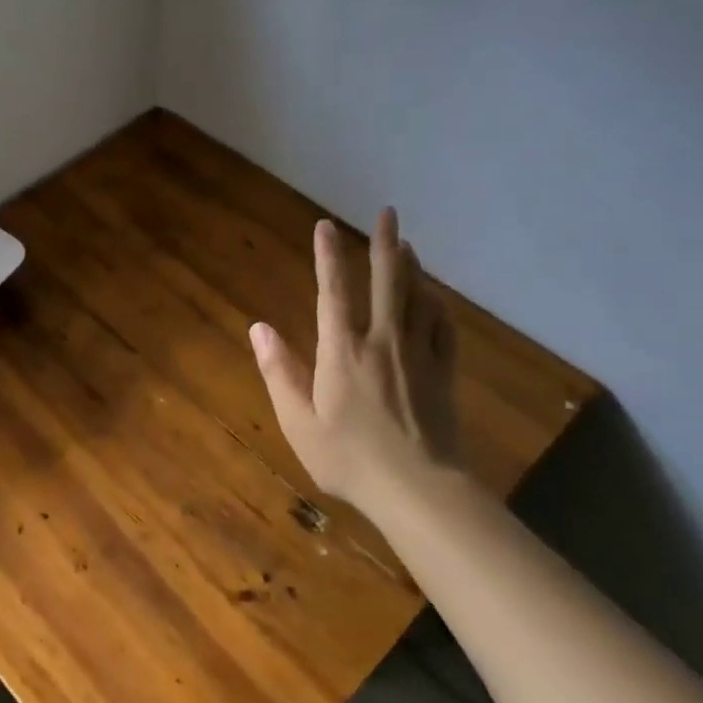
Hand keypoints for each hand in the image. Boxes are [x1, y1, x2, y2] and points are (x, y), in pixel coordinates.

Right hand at [248, 208, 460, 504]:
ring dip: (412, 266)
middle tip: (388, 212)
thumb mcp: (298, 421)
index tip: (326, 225)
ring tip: (406, 244)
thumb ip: (278, 371)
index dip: (328, 255)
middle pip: (388, 281)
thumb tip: (259, 328)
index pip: (334, 291)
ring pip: (419, 297)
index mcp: (343, 351)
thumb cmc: (348, 458)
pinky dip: (437, 304)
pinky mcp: (444, 373)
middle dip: (385, 243)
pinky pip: (443, 327)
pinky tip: (435, 297)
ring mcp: (419, 355)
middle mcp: (383, 341)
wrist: (418, 489)